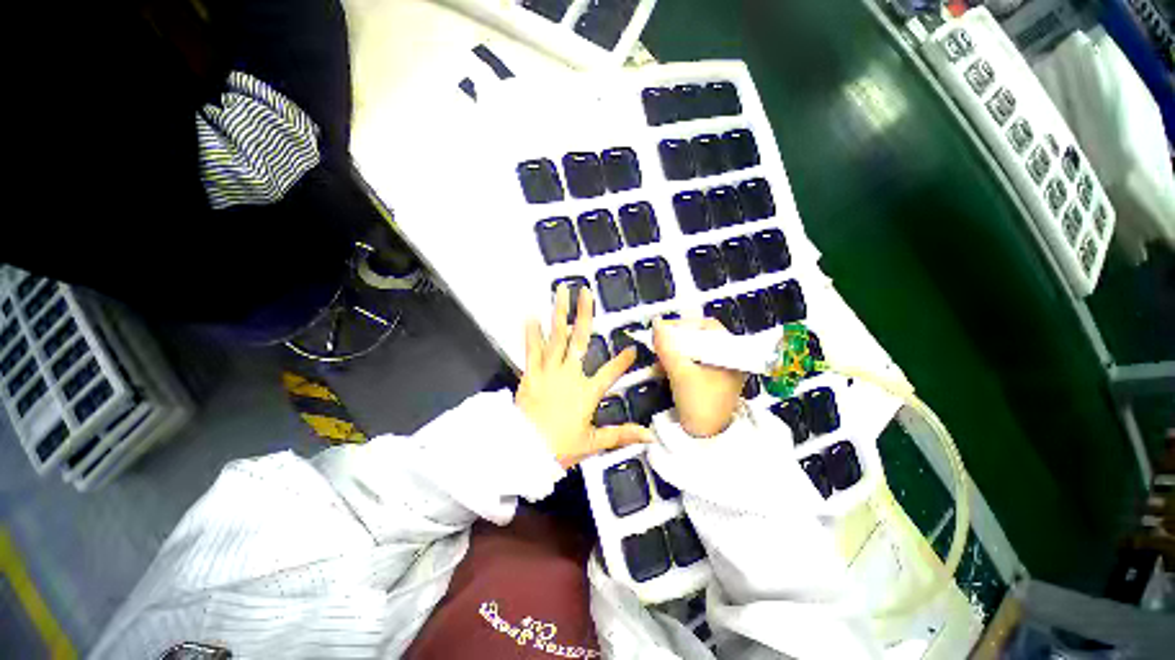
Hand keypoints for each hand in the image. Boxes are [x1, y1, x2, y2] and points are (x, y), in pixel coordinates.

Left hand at [516, 285, 654, 466]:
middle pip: (579, 340)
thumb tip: (650, 435)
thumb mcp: (593, 442)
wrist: (525, 450)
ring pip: (556, 337)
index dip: (622, 361)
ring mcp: (548, 371)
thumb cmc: (560, 446)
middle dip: (584, 314)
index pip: (610, 373)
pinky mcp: (530, 374)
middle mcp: (569, 374)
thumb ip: (621, 434)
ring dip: (559, 313)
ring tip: (561, 292)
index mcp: (586, 392)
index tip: (633, 348)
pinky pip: (531, 350)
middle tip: (586, 292)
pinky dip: (532, 333)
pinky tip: (531, 314)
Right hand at [653, 317, 746, 438]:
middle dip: (677, 339)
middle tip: (659, 342)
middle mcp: (729, 358)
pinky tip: (665, 366)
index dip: (683, 325)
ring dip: (675, 351)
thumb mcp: (680, 373)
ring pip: (695, 349)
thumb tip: (655, 324)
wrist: (706, 439)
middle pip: (700, 337)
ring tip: (660, 356)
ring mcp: (721, 369)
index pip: (707, 326)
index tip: (663, 330)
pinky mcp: (711, 379)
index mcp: (731, 354)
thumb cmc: (699, 404)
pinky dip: (679, 361)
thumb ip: (667, 347)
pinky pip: (694, 361)